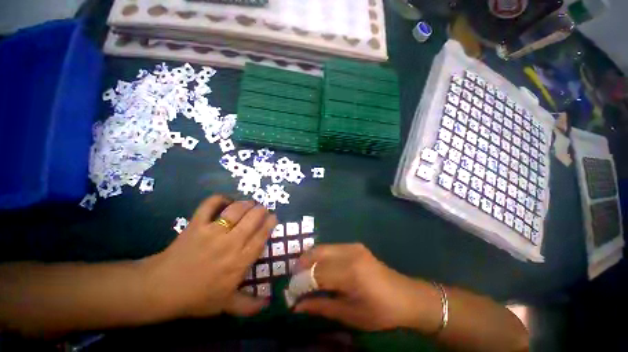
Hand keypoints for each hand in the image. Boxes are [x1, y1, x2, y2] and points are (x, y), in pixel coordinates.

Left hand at [143, 195, 276, 318]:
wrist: (161, 289)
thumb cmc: (196, 297)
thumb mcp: (225, 305)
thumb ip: (249, 305)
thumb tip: (269, 304)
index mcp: (239, 261)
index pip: (261, 236)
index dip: (269, 223)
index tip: (273, 217)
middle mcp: (230, 243)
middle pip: (252, 219)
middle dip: (261, 210)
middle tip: (262, 209)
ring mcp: (212, 232)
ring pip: (236, 210)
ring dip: (246, 203)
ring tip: (249, 203)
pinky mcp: (196, 225)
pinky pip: (210, 205)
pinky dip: (219, 199)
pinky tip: (225, 200)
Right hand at [294, 244, 441, 332]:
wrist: (405, 296)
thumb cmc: (380, 312)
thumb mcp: (350, 315)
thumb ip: (321, 307)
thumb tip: (297, 306)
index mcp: (350, 273)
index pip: (315, 273)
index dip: (300, 283)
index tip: (291, 293)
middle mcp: (349, 253)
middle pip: (315, 253)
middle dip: (301, 266)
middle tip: (295, 280)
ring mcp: (352, 246)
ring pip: (321, 247)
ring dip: (309, 259)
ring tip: (304, 274)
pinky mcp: (355, 245)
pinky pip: (330, 247)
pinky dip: (320, 256)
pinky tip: (319, 267)